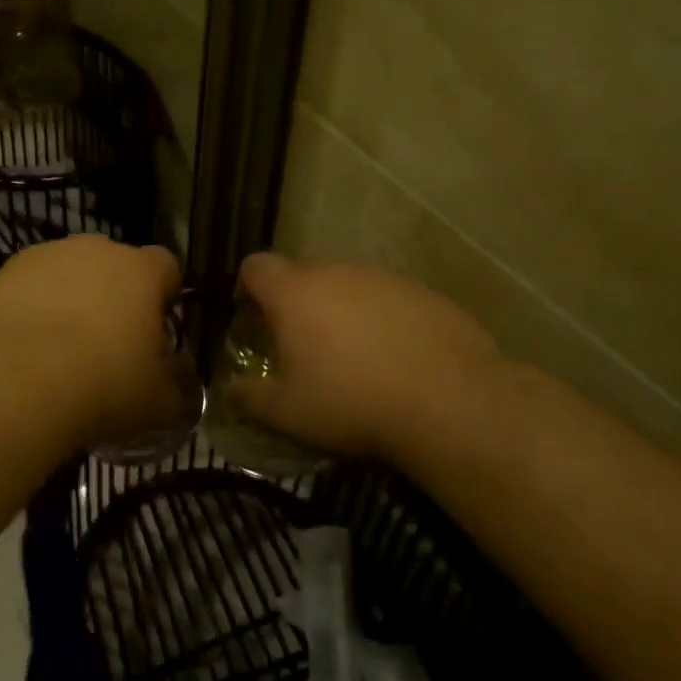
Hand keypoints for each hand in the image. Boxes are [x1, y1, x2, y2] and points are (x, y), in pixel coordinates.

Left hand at [0, 236, 181, 449]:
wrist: (10, 384)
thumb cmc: (102, 386)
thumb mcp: (158, 404)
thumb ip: (178, 392)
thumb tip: (185, 389)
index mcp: (139, 271)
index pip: (166, 267)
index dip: (164, 296)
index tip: (156, 330)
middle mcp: (91, 251)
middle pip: (111, 266)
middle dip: (112, 297)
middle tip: (107, 346)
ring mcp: (38, 259)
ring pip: (62, 275)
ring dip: (65, 303)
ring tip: (57, 354)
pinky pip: (21, 293)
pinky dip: (25, 315)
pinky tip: (20, 356)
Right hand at [230, 253, 512, 461]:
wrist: (449, 403)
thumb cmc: (352, 404)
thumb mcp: (287, 414)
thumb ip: (250, 398)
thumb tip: (231, 391)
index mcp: (295, 293)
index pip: (256, 267)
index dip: (247, 287)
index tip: (250, 316)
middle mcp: (337, 273)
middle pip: (303, 275)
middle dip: (295, 303)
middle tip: (300, 345)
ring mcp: (384, 279)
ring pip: (348, 286)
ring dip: (340, 311)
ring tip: (351, 357)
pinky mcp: (424, 293)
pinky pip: (388, 300)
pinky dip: (381, 321)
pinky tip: (395, 360)